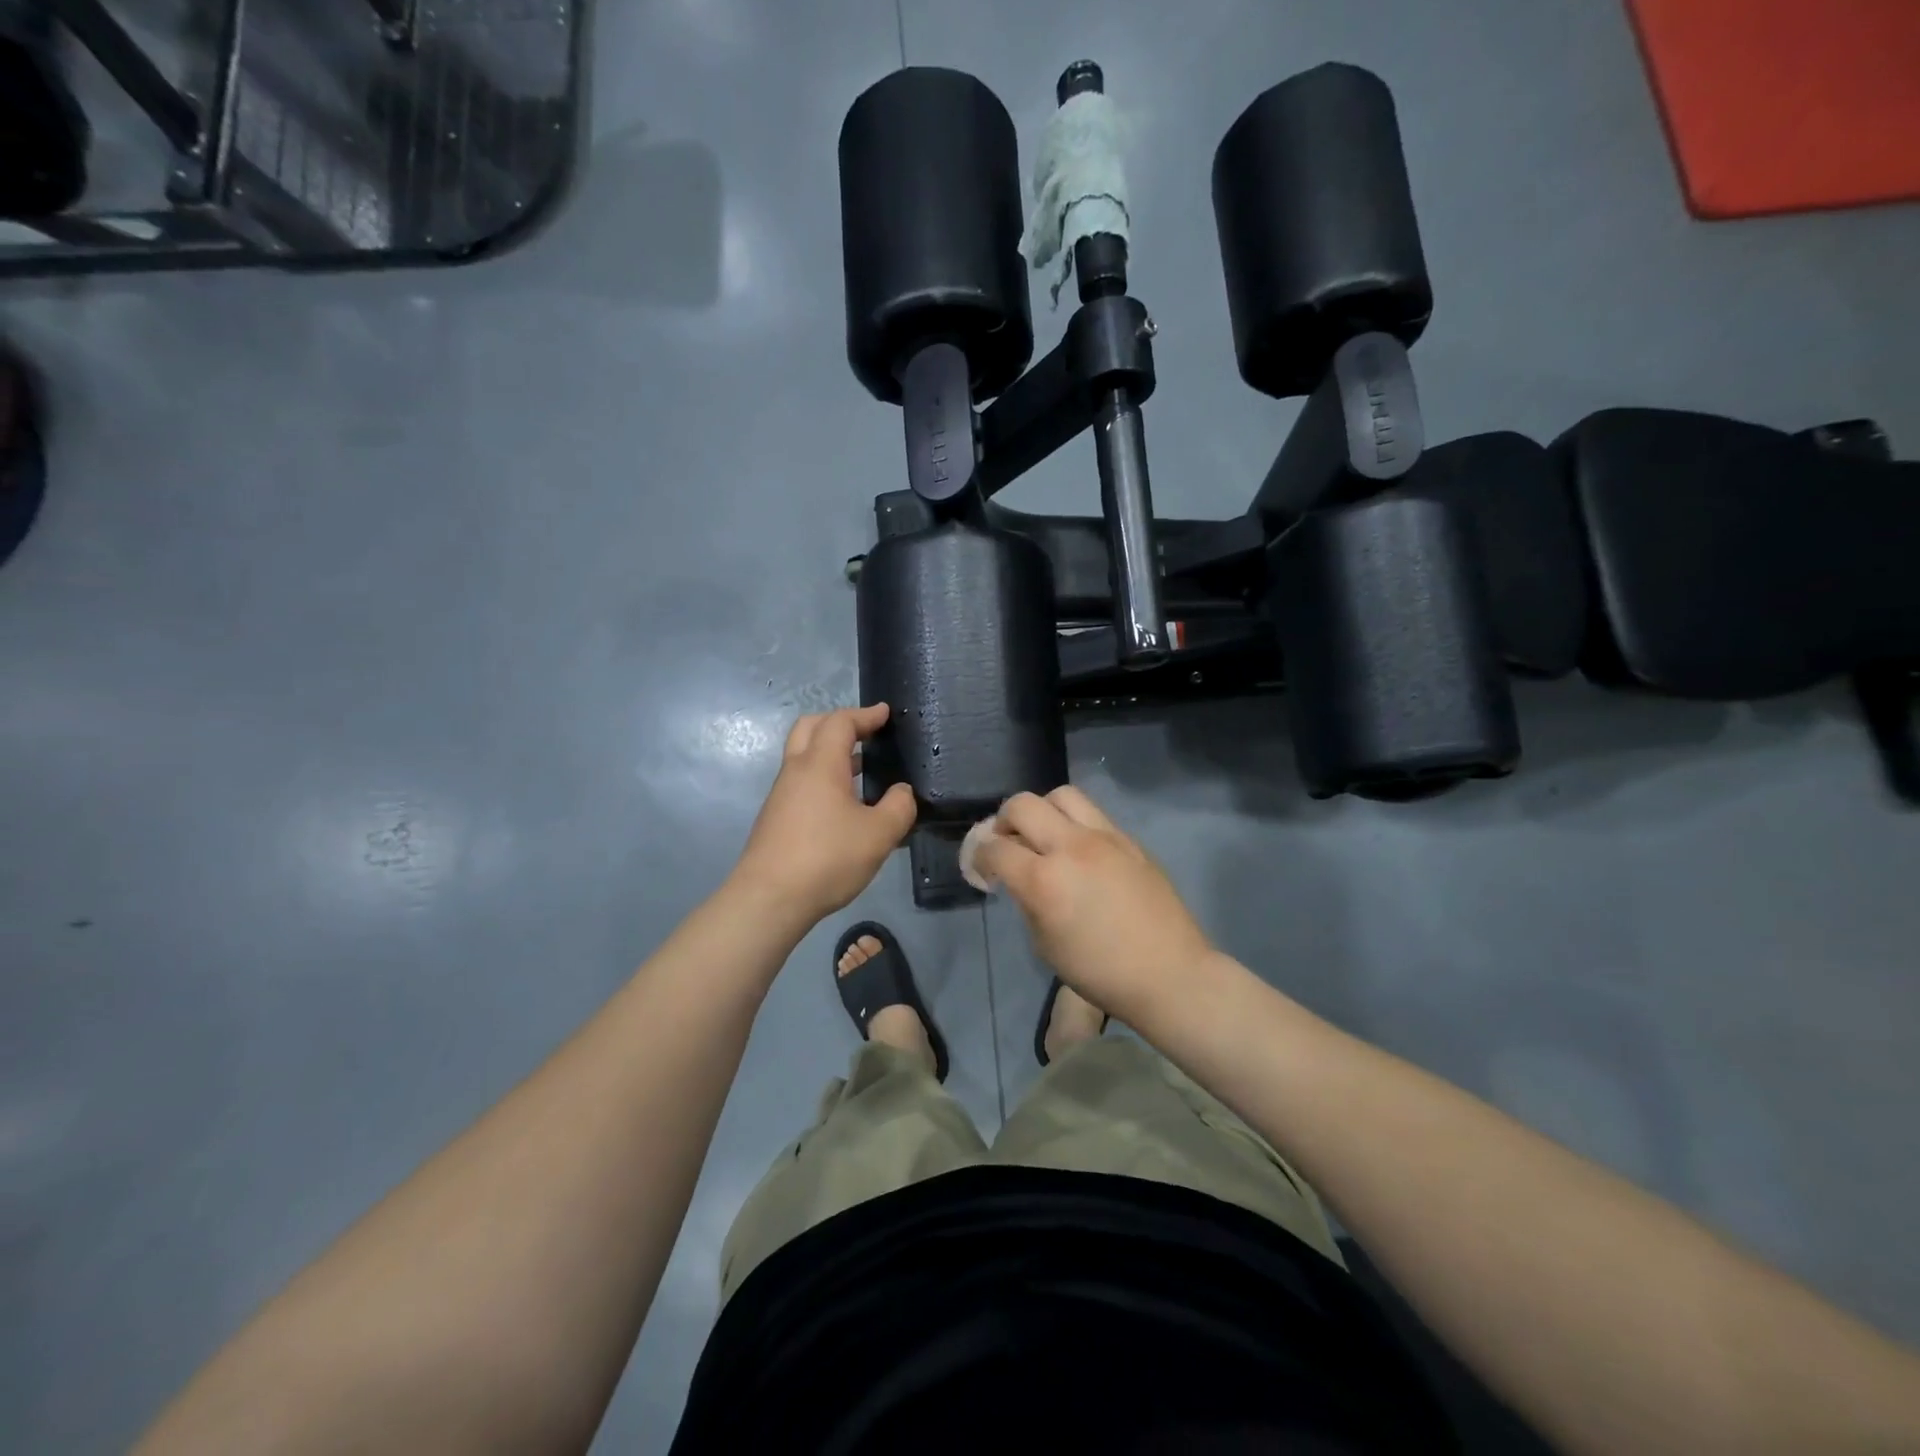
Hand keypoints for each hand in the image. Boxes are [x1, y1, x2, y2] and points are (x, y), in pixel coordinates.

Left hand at [732, 704, 916, 925]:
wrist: (769, 899)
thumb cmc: (827, 858)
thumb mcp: (879, 834)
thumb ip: (899, 807)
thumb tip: (901, 792)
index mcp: (821, 765)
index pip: (840, 722)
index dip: (865, 715)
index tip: (885, 714)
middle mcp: (796, 771)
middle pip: (811, 728)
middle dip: (839, 723)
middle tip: (865, 732)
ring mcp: (782, 795)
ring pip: (803, 756)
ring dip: (830, 751)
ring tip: (861, 765)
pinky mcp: (776, 817)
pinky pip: (802, 781)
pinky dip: (823, 776)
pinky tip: (843, 802)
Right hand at [975, 786, 1211, 1024]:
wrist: (1169, 973)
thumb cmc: (1100, 972)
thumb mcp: (1045, 945)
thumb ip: (1026, 901)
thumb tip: (1019, 878)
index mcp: (1043, 880)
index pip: (995, 848)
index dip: (978, 856)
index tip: (980, 867)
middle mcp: (1071, 846)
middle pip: (1022, 805)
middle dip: (1003, 821)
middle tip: (1006, 843)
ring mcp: (1104, 837)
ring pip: (1061, 795)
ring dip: (1042, 810)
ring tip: (1043, 835)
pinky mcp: (1129, 839)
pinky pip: (1092, 813)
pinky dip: (1073, 822)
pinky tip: (1078, 849)